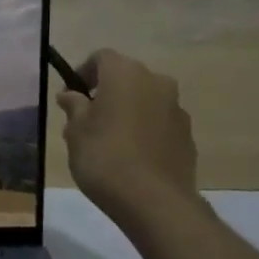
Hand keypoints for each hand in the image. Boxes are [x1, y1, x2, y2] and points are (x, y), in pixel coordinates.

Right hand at [57, 49, 199, 222]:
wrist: (154, 200)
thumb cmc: (104, 156)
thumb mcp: (75, 130)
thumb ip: (74, 106)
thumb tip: (72, 95)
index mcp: (125, 74)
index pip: (101, 57)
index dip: (83, 72)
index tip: (71, 95)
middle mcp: (156, 83)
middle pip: (126, 77)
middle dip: (106, 91)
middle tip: (87, 117)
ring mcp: (176, 109)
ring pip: (145, 100)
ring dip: (127, 110)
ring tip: (109, 139)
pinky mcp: (188, 135)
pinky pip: (159, 122)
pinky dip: (144, 130)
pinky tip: (131, 155)